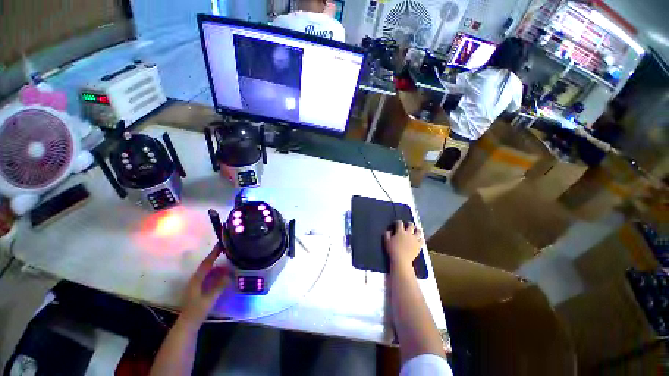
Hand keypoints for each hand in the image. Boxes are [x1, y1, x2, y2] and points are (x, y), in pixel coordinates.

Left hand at [181, 245, 229, 325]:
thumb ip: (219, 286)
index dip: (213, 253)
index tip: (221, 244)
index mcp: (196, 280)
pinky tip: (224, 275)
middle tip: (228, 252)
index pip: (206, 263)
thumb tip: (229, 275)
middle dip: (216, 258)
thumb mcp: (209, 299)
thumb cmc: (197, 311)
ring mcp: (197, 284)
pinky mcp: (199, 288)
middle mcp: (196, 279)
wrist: (188, 323)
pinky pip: (209, 277)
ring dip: (218, 267)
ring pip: (208, 271)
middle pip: (207, 265)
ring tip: (229, 264)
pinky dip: (217, 273)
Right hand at [384, 221, 422, 269]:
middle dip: (409, 224)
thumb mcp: (386, 241)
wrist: (401, 260)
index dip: (398, 222)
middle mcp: (409, 233)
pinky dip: (421, 238)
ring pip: (419, 231)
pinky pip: (422, 240)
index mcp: (400, 231)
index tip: (396, 224)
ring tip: (416, 230)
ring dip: (417, 230)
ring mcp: (415, 239)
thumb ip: (387, 234)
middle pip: (411, 225)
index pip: (400, 223)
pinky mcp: (419, 245)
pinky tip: (419, 239)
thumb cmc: (392, 250)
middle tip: (407, 225)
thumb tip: (390, 230)